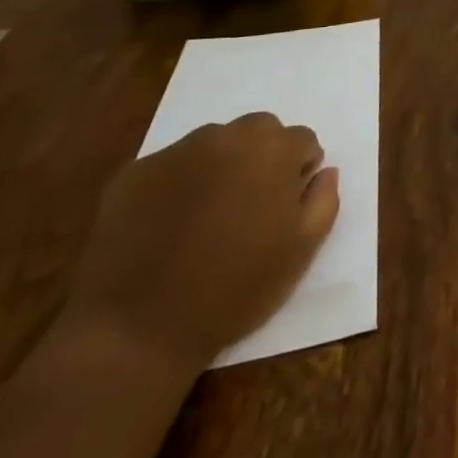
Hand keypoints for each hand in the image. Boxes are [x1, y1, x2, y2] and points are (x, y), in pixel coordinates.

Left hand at [62, 113, 340, 373]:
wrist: (138, 328)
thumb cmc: (236, 288)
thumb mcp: (302, 249)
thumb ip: (323, 199)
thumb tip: (324, 172)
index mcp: (272, 151)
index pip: (303, 139)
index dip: (300, 171)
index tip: (288, 205)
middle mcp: (225, 137)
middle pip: (259, 129)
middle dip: (264, 156)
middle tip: (253, 203)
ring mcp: (174, 153)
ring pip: (214, 142)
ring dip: (222, 164)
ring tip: (210, 212)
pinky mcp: (132, 174)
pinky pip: (171, 165)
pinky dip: (179, 183)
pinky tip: (170, 224)